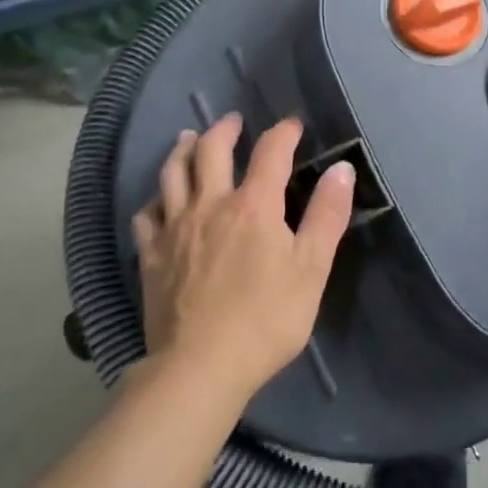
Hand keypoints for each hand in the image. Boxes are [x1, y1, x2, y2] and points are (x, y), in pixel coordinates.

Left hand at [132, 114, 353, 409]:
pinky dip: (155, 198)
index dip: (283, 133)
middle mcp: (210, 205)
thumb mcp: (312, 269)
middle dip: (225, 130)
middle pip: (211, 151)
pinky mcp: (152, 255)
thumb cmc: (267, 319)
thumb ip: (326, 215)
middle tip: (233, 121)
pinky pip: (146, 214)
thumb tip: (341, 168)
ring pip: (172, 173)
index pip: (270, 153)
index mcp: (254, 206)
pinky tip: (160, 199)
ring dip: (183, 149)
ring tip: (189, 138)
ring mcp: (175, 228)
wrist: (201, 366)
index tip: (292, 125)